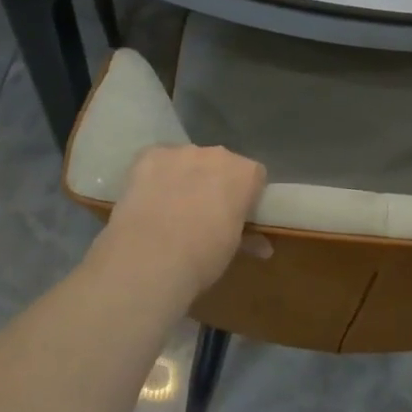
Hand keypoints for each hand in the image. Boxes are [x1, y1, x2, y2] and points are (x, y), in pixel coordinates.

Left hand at [97, 145, 267, 296]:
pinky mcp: (148, 156)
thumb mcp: (232, 249)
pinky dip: (155, 175)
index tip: (237, 213)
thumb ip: (248, 237)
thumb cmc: (203, 257)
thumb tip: (263, 248)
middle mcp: (216, 154)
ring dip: (185, 176)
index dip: (246, 194)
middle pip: (220, 163)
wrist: (149, 260)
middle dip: (215, 182)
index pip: (254, 175)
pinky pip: (157, 160)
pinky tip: (148, 199)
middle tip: (204, 211)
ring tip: (171, 207)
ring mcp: (180, 152)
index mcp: (245, 174)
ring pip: (187, 160)